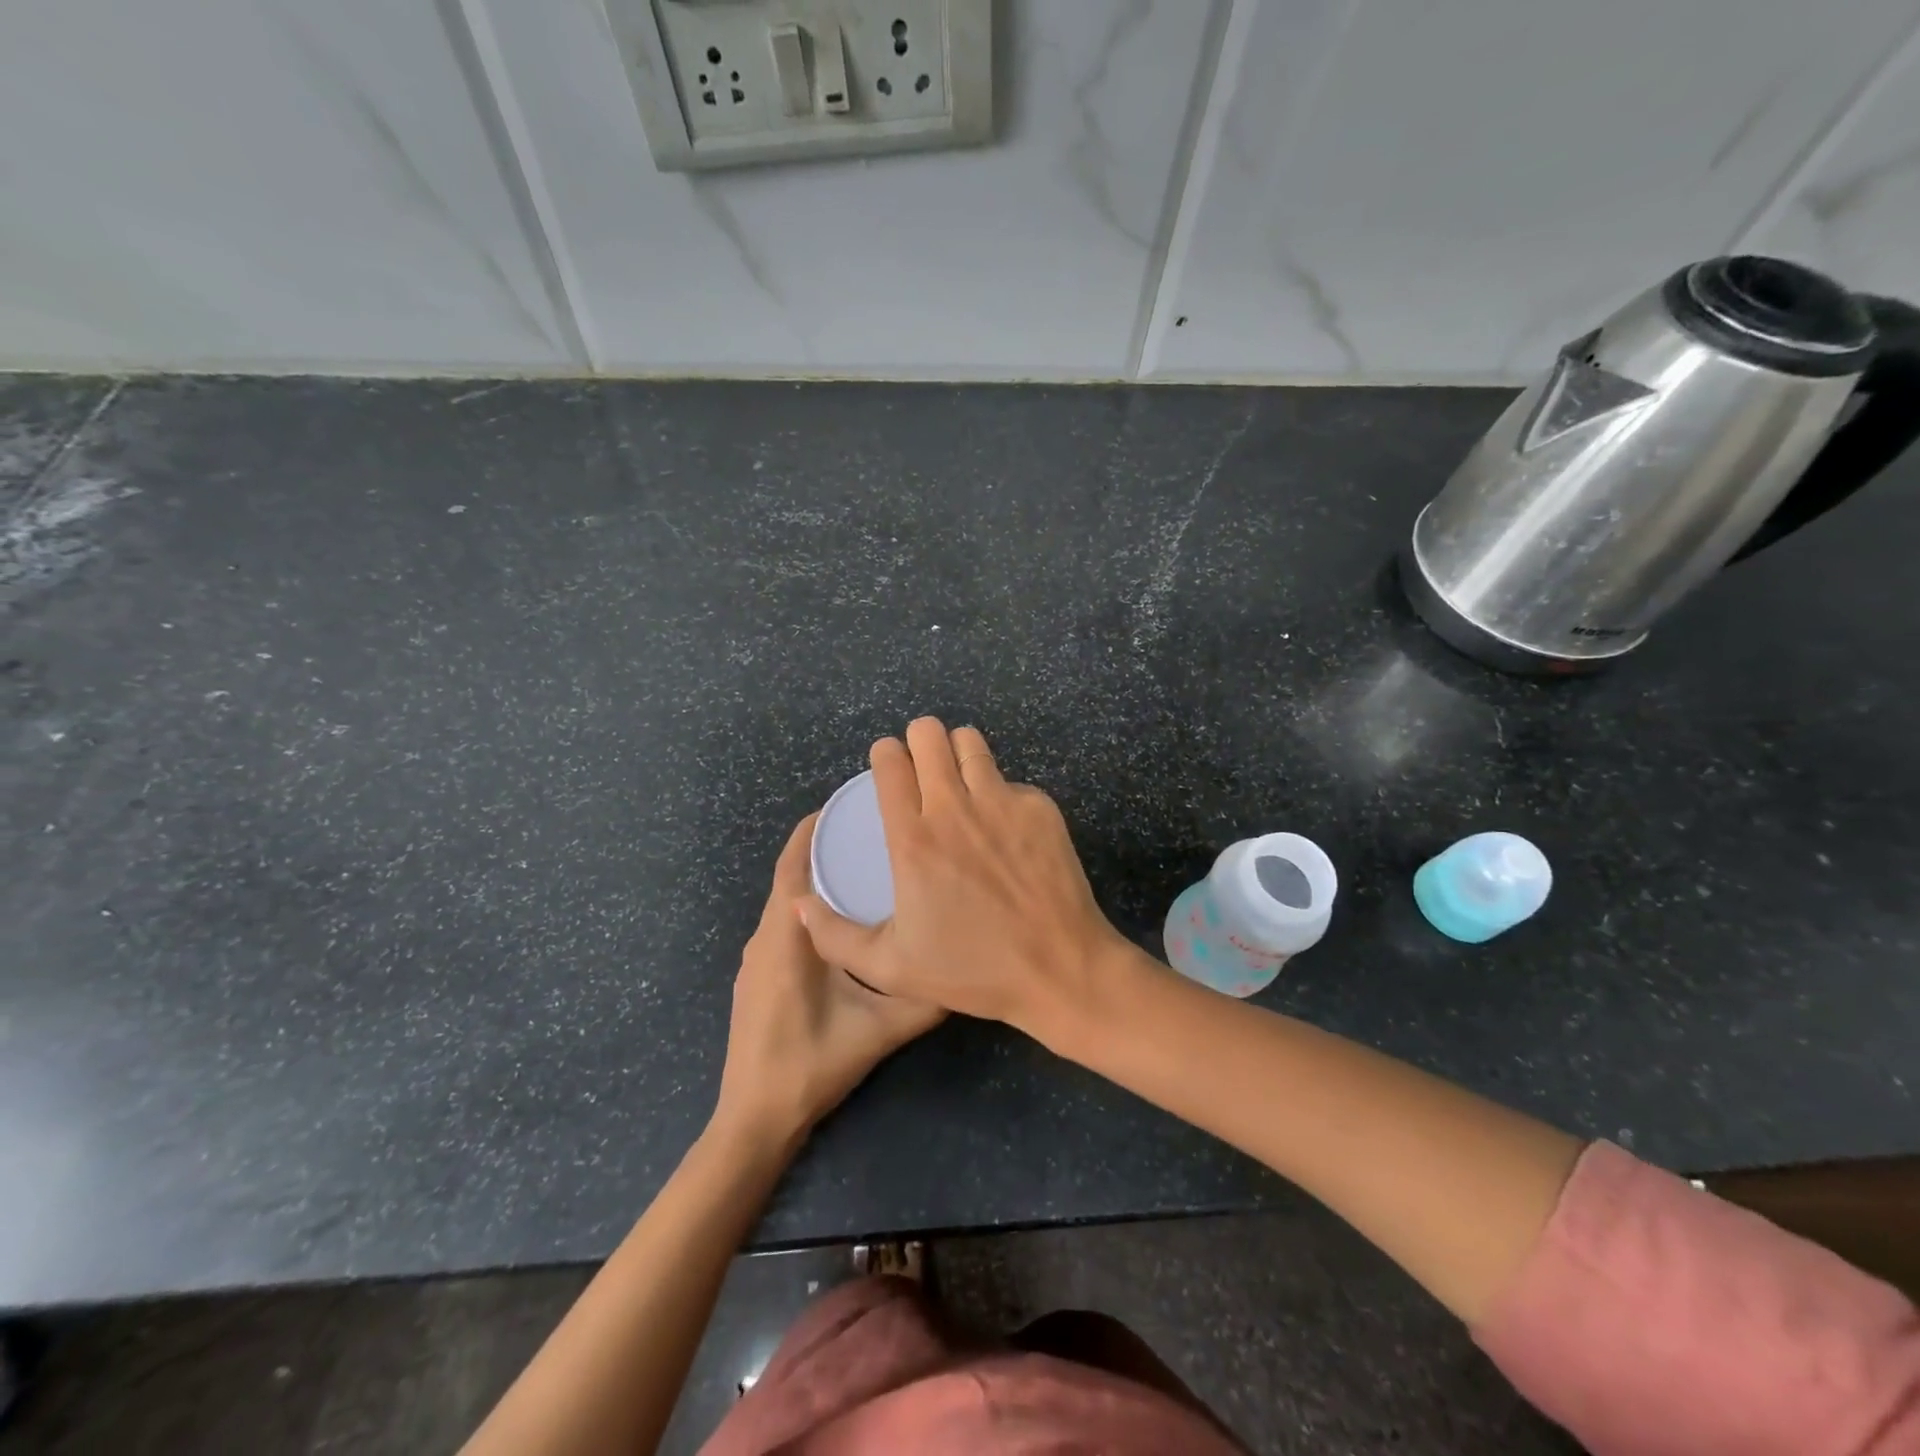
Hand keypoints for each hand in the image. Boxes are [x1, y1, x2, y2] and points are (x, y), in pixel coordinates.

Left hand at [714, 815, 945, 1146]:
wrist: (754, 1120)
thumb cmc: (811, 1065)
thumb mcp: (878, 1031)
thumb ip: (923, 1001)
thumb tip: (965, 971)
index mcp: (786, 937)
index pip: (793, 865)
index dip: (813, 831)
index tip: (848, 808)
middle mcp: (764, 938)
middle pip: (790, 878)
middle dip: (824, 851)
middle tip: (870, 835)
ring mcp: (755, 959)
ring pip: (786, 904)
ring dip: (816, 882)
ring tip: (863, 871)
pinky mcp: (756, 978)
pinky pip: (783, 927)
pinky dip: (809, 911)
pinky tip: (842, 924)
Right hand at [798, 718, 1127, 1040]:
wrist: (1060, 968)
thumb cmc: (973, 970)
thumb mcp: (890, 968)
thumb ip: (835, 936)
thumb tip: (800, 904)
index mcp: (914, 839)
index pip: (891, 762)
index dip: (884, 754)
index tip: (887, 765)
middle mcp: (956, 807)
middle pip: (929, 734)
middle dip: (918, 740)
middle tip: (921, 765)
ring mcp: (1003, 802)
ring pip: (971, 742)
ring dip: (957, 751)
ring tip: (958, 778)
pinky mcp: (1040, 807)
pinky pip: (1010, 780)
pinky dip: (999, 791)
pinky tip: (1002, 826)